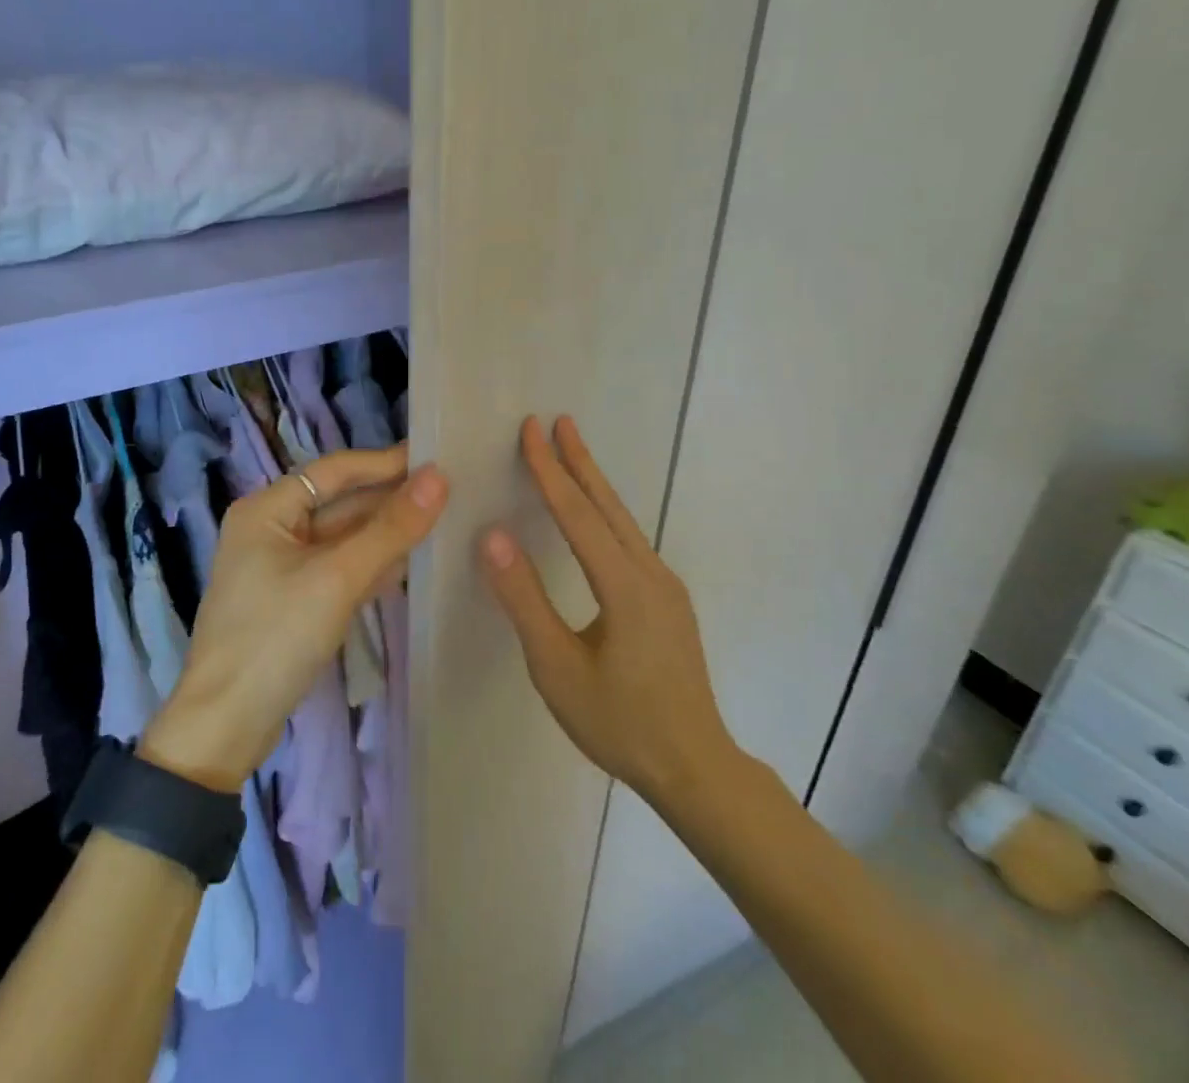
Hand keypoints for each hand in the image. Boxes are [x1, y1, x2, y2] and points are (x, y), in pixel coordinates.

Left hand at [143, 446, 448, 791]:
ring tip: (443, 519)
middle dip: (390, 499)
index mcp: (267, 509)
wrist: (226, 727)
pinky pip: (341, 568)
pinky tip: (413, 562)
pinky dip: (373, 564)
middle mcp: (272, 528)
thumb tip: (438, 477)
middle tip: (451, 490)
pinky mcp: (295, 600)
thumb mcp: (337, 578)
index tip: (436, 456)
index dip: (385, 462)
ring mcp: (283, 567)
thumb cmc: (274, 638)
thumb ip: (390, 528)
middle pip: (341, 503)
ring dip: (387, 532)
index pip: (335, 471)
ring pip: (344, 538)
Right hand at [479, 416, 743, 805]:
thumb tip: (494, 536)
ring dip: (594, 484)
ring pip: (623, 522)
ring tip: (571, 454)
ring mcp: (666, 587)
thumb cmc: (619, 722)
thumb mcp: (556, 667)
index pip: (577, 513)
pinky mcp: (668, 602)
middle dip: (580, 460)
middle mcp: (651, 573)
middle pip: (608, 505)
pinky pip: (630, 542)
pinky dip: (605, 514)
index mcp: (624, 585)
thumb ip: (524, 599)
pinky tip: (594, 518)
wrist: (695, 768)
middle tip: (558, 421)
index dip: (550, 469)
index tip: (531, 430)